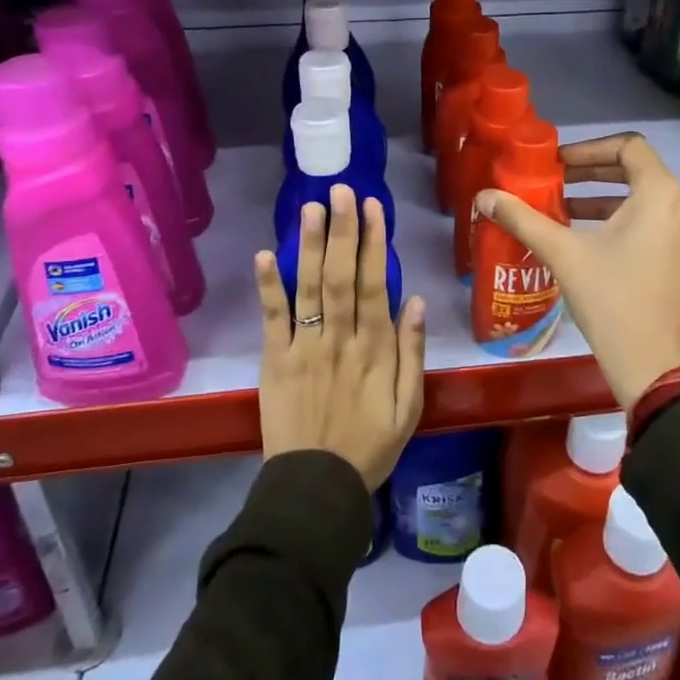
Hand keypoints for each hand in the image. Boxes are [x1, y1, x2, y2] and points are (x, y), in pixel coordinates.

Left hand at [254, 185, 426, 488]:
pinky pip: (272, 319)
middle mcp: (340, 339)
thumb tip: (416, 301)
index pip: (375, 284)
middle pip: (340, 276)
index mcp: (374, 349)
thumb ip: (412, 353)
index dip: (374, 243)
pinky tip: (264, 254)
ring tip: (312, 207)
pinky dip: (268, 287)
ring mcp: (304, 347)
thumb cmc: (369, 446)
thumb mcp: (408, 407)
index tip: (373, 207)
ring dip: (309, 245)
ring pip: (309, 288)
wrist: (316, 489)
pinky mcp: (275, 361)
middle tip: (341, 190)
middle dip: (342, 230)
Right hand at [475, 132, 679, 410]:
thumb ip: (523, 219)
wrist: (660, 371)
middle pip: (638, 171)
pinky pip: (658, 223)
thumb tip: (484, 196)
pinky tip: (590, 240)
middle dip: (593, 173)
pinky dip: (625, 221)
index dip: (588, 148)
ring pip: (647, 199)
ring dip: (605, 199)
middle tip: (555, 181)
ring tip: (564, 211)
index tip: (557, 165)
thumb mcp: (565, 255)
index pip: (629, 146)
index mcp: (663, 195)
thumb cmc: (614, 303)